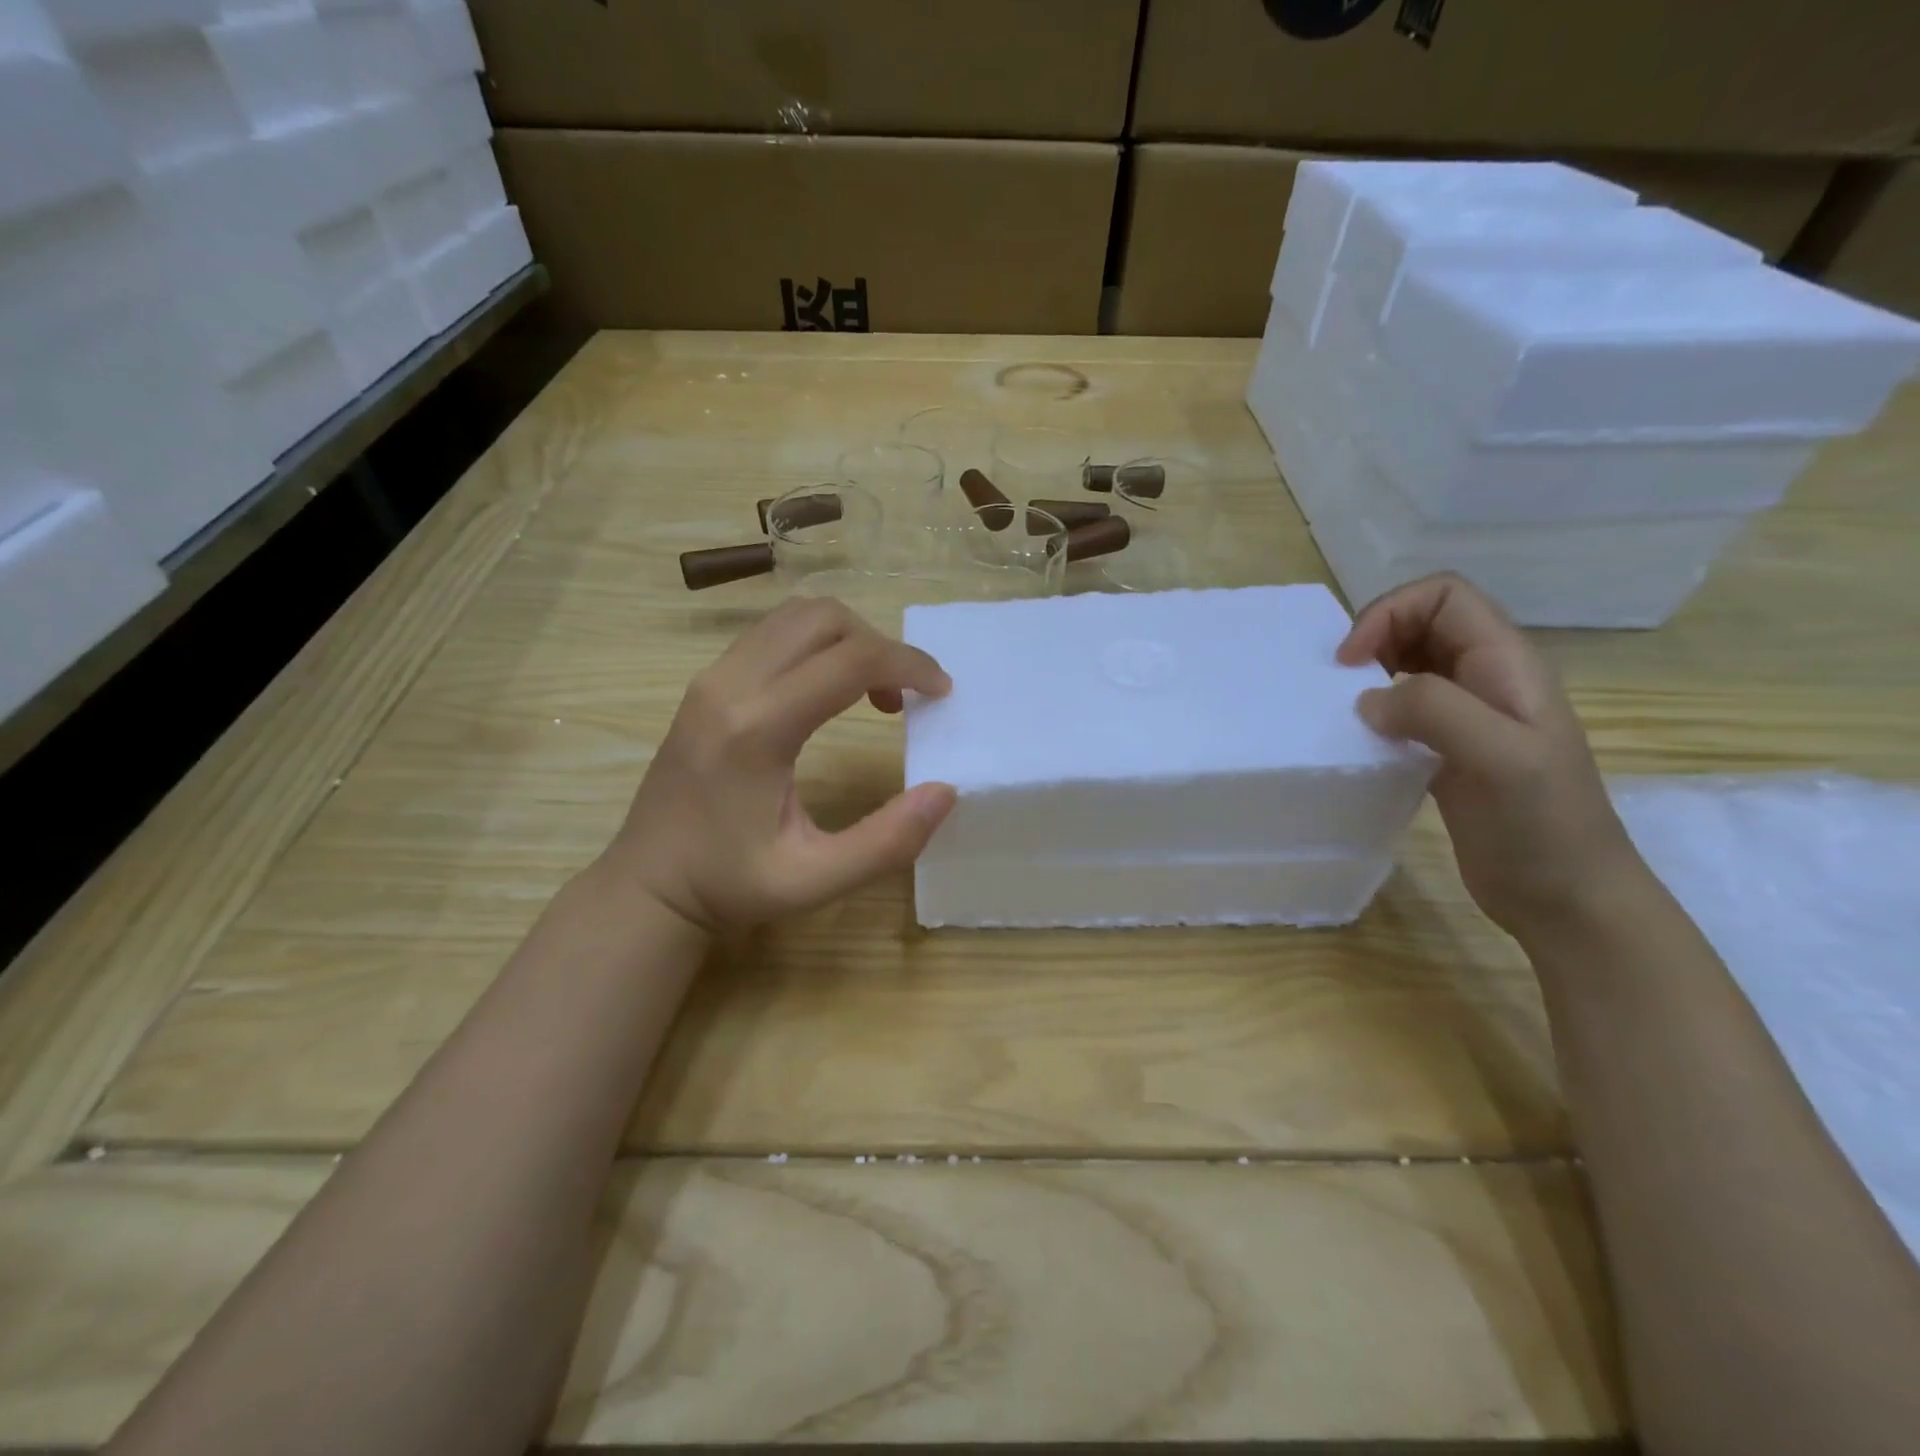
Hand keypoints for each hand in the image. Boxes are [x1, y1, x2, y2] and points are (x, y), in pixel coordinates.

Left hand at [602, 598, 957, 932]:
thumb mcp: (816, 880)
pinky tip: (829, 691)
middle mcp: (730, 686)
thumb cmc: (729, 886)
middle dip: (880, 645)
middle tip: (906, 696)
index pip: (849, 660)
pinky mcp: (706, 683)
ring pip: (795, 617)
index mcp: (758, 729)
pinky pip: (772, 634)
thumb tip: (945, 791)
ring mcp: (711, 678)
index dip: (908, 665)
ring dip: (848, 640)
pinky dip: (817, 645)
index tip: (941, 692)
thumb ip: (887, 841)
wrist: (647, 885)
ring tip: (872, 691)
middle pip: (823, 619)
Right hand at [1337, 574, 1648, 939]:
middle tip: (1338, 682)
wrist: (1566, 897)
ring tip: (1343, 707)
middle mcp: (1487, 679)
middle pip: (1423, 621)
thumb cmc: (1540, 825)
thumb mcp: (1498, 757)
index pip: (1445, 596)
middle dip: (1374, 636)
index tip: (1351, 661)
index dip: (1391, 612)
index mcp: (1506, 664)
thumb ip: (1434, 710)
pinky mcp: (1449, 751)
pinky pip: (1404, 709)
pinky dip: (1374, 712)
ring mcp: (1469, 717)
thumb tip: (1367, 700)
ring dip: (1370, 673)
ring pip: (1409, 664)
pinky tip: (1361, 739)